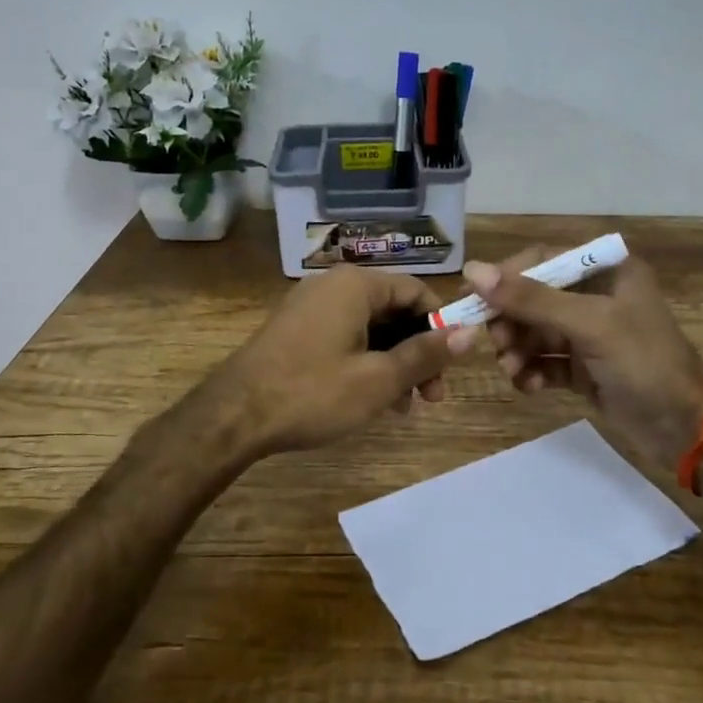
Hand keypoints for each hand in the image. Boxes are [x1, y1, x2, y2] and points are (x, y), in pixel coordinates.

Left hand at [207, 266, 477, 457]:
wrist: (233, 417)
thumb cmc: (312, 393)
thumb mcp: (378, 379)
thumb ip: (426, 354)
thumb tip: (470, 333)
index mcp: (355, 285)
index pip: (416, 290)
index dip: (440, 324)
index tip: (451, 364)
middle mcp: (332, 286)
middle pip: (393, 310)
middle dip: (417, 351)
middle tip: (432, 396)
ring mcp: (310, 308)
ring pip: (369, 328)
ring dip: (394, 362)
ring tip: (404, 407)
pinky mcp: (295, 331)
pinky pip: (344, 337)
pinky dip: (365, 363)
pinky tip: (373, 401)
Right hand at [462, 249, 702, 465]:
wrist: (687, 428)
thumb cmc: (644, 363)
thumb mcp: (589, 324)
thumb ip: (531, 299)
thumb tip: (472, 271)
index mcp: (606, 271)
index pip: (542, 259)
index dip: (505, 277)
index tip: (470, 297)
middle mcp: (595, 296)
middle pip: (533, 297)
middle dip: (510, 320)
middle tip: (495, 342)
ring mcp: (589, 334)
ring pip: (535, 332)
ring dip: (517, 349)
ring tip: (512, 370)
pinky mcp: (583, 368)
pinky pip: (544, 361)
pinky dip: (532, 372)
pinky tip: (529, 386)